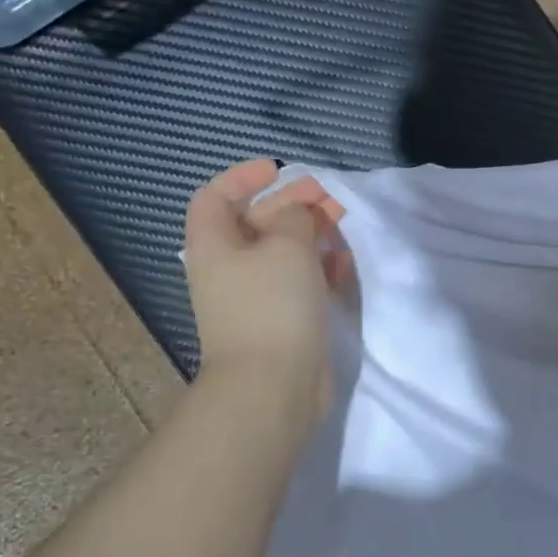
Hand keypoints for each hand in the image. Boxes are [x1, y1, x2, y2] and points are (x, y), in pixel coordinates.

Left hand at [185, 160, 349, 418]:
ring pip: (282, 254)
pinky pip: (298, 284)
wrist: (273, 386)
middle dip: (292, 204)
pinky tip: (343, 265)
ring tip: (342, 225)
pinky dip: (318, 270)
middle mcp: (229, 269)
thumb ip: (296, 217)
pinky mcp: (281, 323)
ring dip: (311, 236)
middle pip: (256, 223)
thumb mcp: (287, 246)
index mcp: (214, 245)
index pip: (215, 197)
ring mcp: (255, 299)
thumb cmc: (272, 305)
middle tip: (330, 197)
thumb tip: (300, 214)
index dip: (243, 177)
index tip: (279, 170)